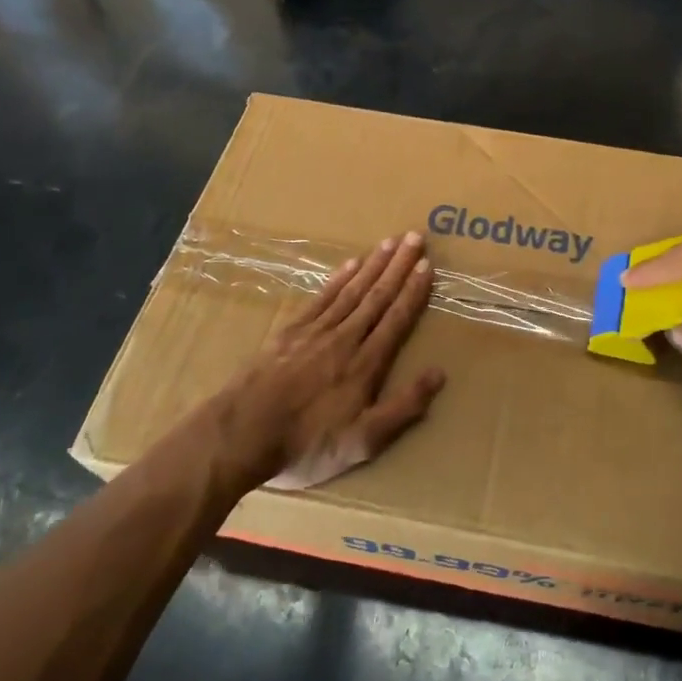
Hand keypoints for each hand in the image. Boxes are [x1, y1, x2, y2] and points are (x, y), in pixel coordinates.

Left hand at [212, 231, 445, 491]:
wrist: (242, 435)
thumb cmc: (307, 444)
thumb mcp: (363, 441)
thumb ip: (404, 407)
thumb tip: (439, 373)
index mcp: (366, 364)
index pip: (397, 319)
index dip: (414, 291)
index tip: (427, 265)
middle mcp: (345, 338)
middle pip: (377, 296)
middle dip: (399, 266)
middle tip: (415, 237)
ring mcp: (316, 332)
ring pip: (352, 290)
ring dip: (373, 264)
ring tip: (390, 241)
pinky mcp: (290, 332)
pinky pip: (322, 297)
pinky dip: (339, 278)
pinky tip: (350, 263)